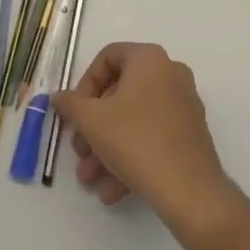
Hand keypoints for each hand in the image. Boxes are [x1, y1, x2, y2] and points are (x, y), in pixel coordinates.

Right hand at [52, 42, 238, 232]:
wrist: (190, 190)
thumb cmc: (136, 141)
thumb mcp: (92, 121)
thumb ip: (70, 104)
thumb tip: (59, 97)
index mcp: (149, 59)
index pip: (108, 58)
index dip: (84, 85)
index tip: (75, 113)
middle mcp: (170, 74)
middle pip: (119, 94)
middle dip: (93, 127)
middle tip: (80, 152)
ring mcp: (183, 105)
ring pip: (133, 121)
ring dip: (107, 149)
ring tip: (91, 181)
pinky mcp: (190, 135)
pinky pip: (151, 137)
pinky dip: (130, 158)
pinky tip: (112, 191)